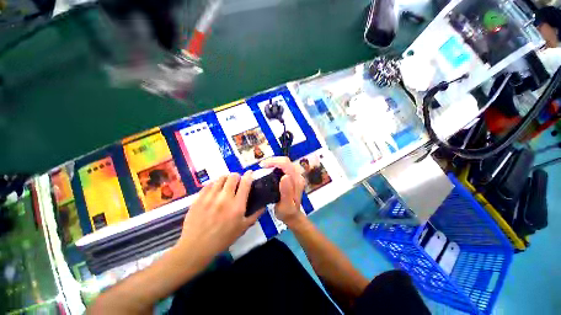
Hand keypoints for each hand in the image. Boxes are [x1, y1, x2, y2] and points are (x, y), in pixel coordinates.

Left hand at [175, 172, 263, 264]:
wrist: (196, 247)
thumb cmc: (223, 239)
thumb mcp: (242, 229)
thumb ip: (254, 215)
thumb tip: (263, 206)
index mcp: (237, 206)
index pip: (245, 183)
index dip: (249, 175)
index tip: (250, 173)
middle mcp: (224, 198)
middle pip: (233, 177)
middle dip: (237, 176)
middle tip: (237, 182)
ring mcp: (210, 197)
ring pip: (221, 178)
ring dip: (226, 179)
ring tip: (225, 185)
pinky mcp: (199, 198)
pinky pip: (209, 184)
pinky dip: (215, 184)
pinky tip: (215, 190)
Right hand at [260, 157, 306, 226]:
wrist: (293, 216)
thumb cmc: (287, 212)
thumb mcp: (285, 205)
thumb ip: (286, 191)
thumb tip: (285, 176)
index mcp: (296, 181)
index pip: (286, 164)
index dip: (274, 162)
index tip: (263, 165)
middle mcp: (298, 176)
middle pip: (286, 161)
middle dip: (273, 160)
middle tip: (262, 165)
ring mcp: (296, 176)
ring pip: (285, 162)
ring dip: (275, 162)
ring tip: (265, 166)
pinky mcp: (293, 177)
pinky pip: (285, 166)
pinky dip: (276, 165)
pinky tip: (270, 169)